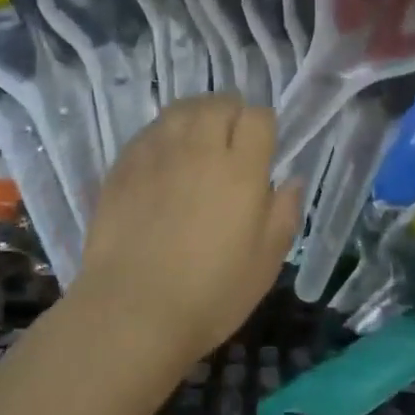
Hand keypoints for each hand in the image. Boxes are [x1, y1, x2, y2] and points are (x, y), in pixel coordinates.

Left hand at [74, 96, 302, 368]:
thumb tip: (292, 180)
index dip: (263, 128)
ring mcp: (156, 154)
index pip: (258, 117)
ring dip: (196, 118)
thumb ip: (284, 213)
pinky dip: (164, 136)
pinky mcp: (123, 166)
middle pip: (218, 103)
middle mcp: (198, 149)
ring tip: (197, 144)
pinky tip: (163, 163)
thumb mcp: (266, 262)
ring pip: (181, 109)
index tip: (262, 151)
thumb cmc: (211, 293)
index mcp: (240, 169)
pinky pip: (149, 132)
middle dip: (231, 115)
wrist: (133, 311)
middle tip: (231, 144)